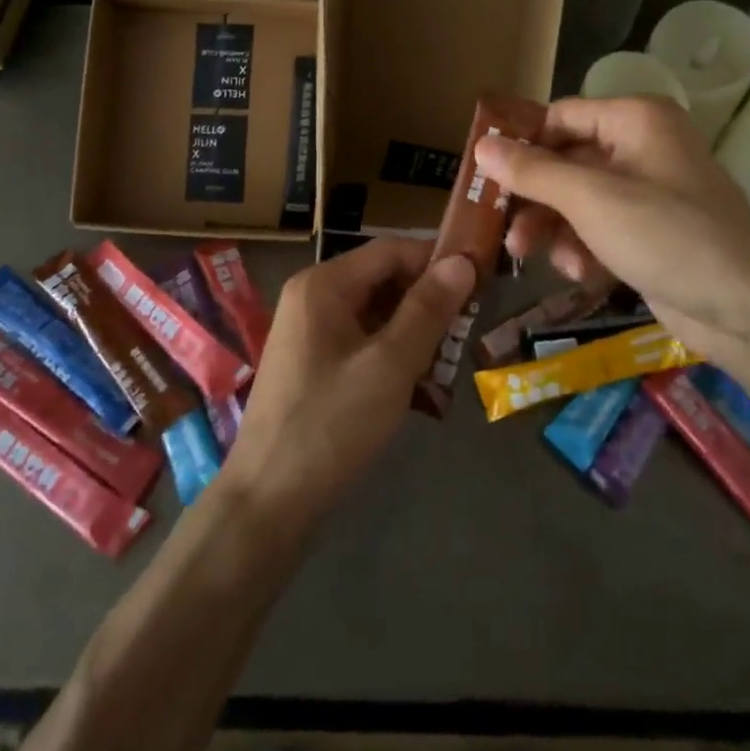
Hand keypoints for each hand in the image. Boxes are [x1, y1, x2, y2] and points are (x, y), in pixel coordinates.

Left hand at [220, 240, 475, 534]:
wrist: (268, 500)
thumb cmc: (331, 424)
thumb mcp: (389, 364)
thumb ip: (427, 309)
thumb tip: (462, 261)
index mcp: (323, 285)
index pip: (391, 250)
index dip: (437, 260)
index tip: (481, 280)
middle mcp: (312, 297)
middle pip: (382, 280)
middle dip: (428, 302)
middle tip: (468, 330)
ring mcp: (309, 332)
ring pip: (375, 314)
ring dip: (414, 332)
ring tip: (449, 363)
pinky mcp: (313, 364)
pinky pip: (361, 341)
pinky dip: (392, 354)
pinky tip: (419, 385)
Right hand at [473, 97, 749, 369]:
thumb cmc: (668, 235)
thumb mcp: (591, 199)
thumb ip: (532, 171)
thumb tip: (480, 145)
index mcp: (634, 120)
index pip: (560, 117)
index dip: (521, 144)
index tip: (484, 176)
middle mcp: (641, 147)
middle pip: (565, 162)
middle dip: (534, 199)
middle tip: (503, 229)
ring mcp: (648, 192)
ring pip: (578, 200)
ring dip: (554, 229)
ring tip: (533, 258)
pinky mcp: (650, 233)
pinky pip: (599, 229)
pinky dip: (583, 248)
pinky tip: (582, 274)